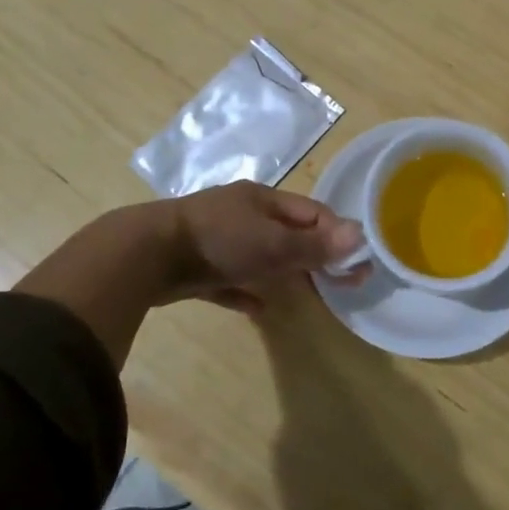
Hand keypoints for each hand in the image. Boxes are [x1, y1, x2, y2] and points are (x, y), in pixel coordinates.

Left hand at [162, 182, 365, 311]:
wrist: (147, 255)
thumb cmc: (218, 241)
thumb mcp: (272, 243)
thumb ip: (314, 244)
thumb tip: (361, 236)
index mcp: (262, 200)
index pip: (311, 213)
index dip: (337, 235)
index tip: (357, 264)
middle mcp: (242, 214)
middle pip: (287, 233)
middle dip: (313, 255)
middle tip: (337, 283)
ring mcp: (217, 239)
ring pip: (259, 255)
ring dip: (282, 272)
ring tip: (306, 294)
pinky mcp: (197, 267)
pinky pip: (229, 280)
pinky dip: (246, 292)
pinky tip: (257, 309)